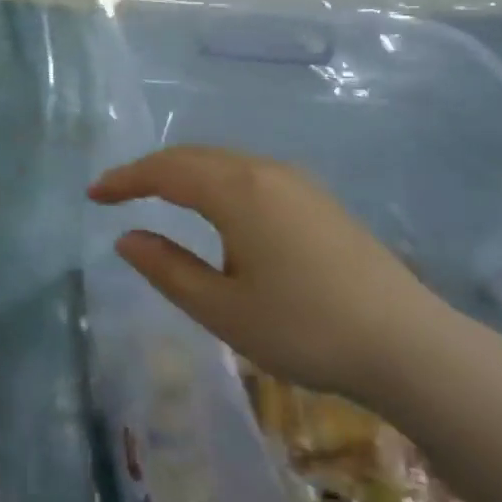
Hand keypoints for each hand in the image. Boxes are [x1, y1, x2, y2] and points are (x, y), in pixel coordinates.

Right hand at [89, 146, 449, 402]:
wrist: (408, 344)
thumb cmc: (305, 328)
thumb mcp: (222, 309)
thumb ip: (167, 269)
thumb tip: (127, 238)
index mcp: (238, 192)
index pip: (166, 172)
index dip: (124, 180)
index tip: (93, 195)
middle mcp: (265, 172)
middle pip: (194, 157)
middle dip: (150, 170)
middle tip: (116, 193)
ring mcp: (297, 182)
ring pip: (224, 162)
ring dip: (183, 173)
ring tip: (156, 196)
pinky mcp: (317, 199)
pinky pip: (250, 173)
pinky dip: (214, 180)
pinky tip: (214, 208)